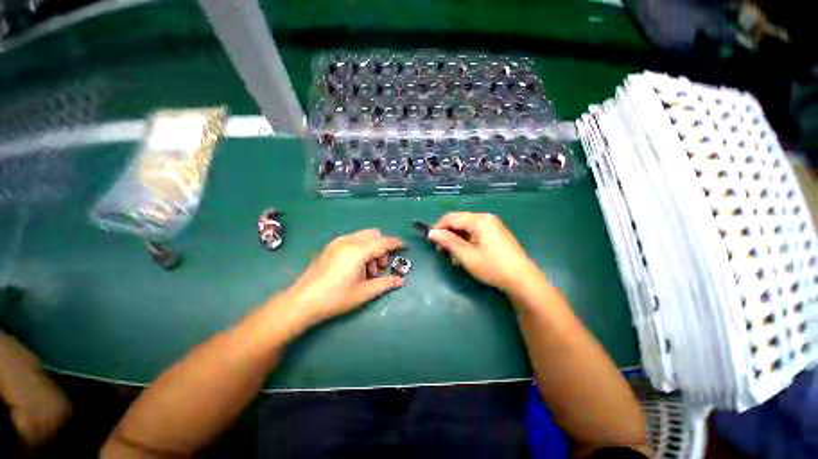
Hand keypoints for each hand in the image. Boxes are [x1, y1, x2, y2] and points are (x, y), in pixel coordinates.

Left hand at [283, 229, 403, 327]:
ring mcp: (338, 242)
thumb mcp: (364, 292)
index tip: (404, 247)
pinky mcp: (331, 247)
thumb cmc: (336, 297)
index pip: (383, 242)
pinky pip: (353, 240)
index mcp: (358, 251)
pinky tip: (356, 266)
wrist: (303, 301)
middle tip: (380, 267)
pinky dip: (361, 248)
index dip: (396, 243)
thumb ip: (385, 283)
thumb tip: (400, 281)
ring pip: (363, 237)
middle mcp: (349, 241)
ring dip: (371, 249)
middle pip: (374, 235)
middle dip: (382, 248)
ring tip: (368, 271)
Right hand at [428, 212, 539, 291]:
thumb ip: (448, 242)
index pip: (451, 218)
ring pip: (467, 228)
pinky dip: (467, 241)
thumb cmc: (492, 267)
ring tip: (454, 257)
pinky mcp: (496, 233)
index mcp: (479, 220)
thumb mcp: (466, 255)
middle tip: (442, 251)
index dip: (438, 227)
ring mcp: (493, 225)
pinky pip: (476, 233)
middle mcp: (486, 218)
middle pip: (459, 221)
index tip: (430, 241)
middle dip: (448, 235)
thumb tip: (432, 233)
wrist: (523, 280)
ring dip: (457, 240)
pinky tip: (466, 254)